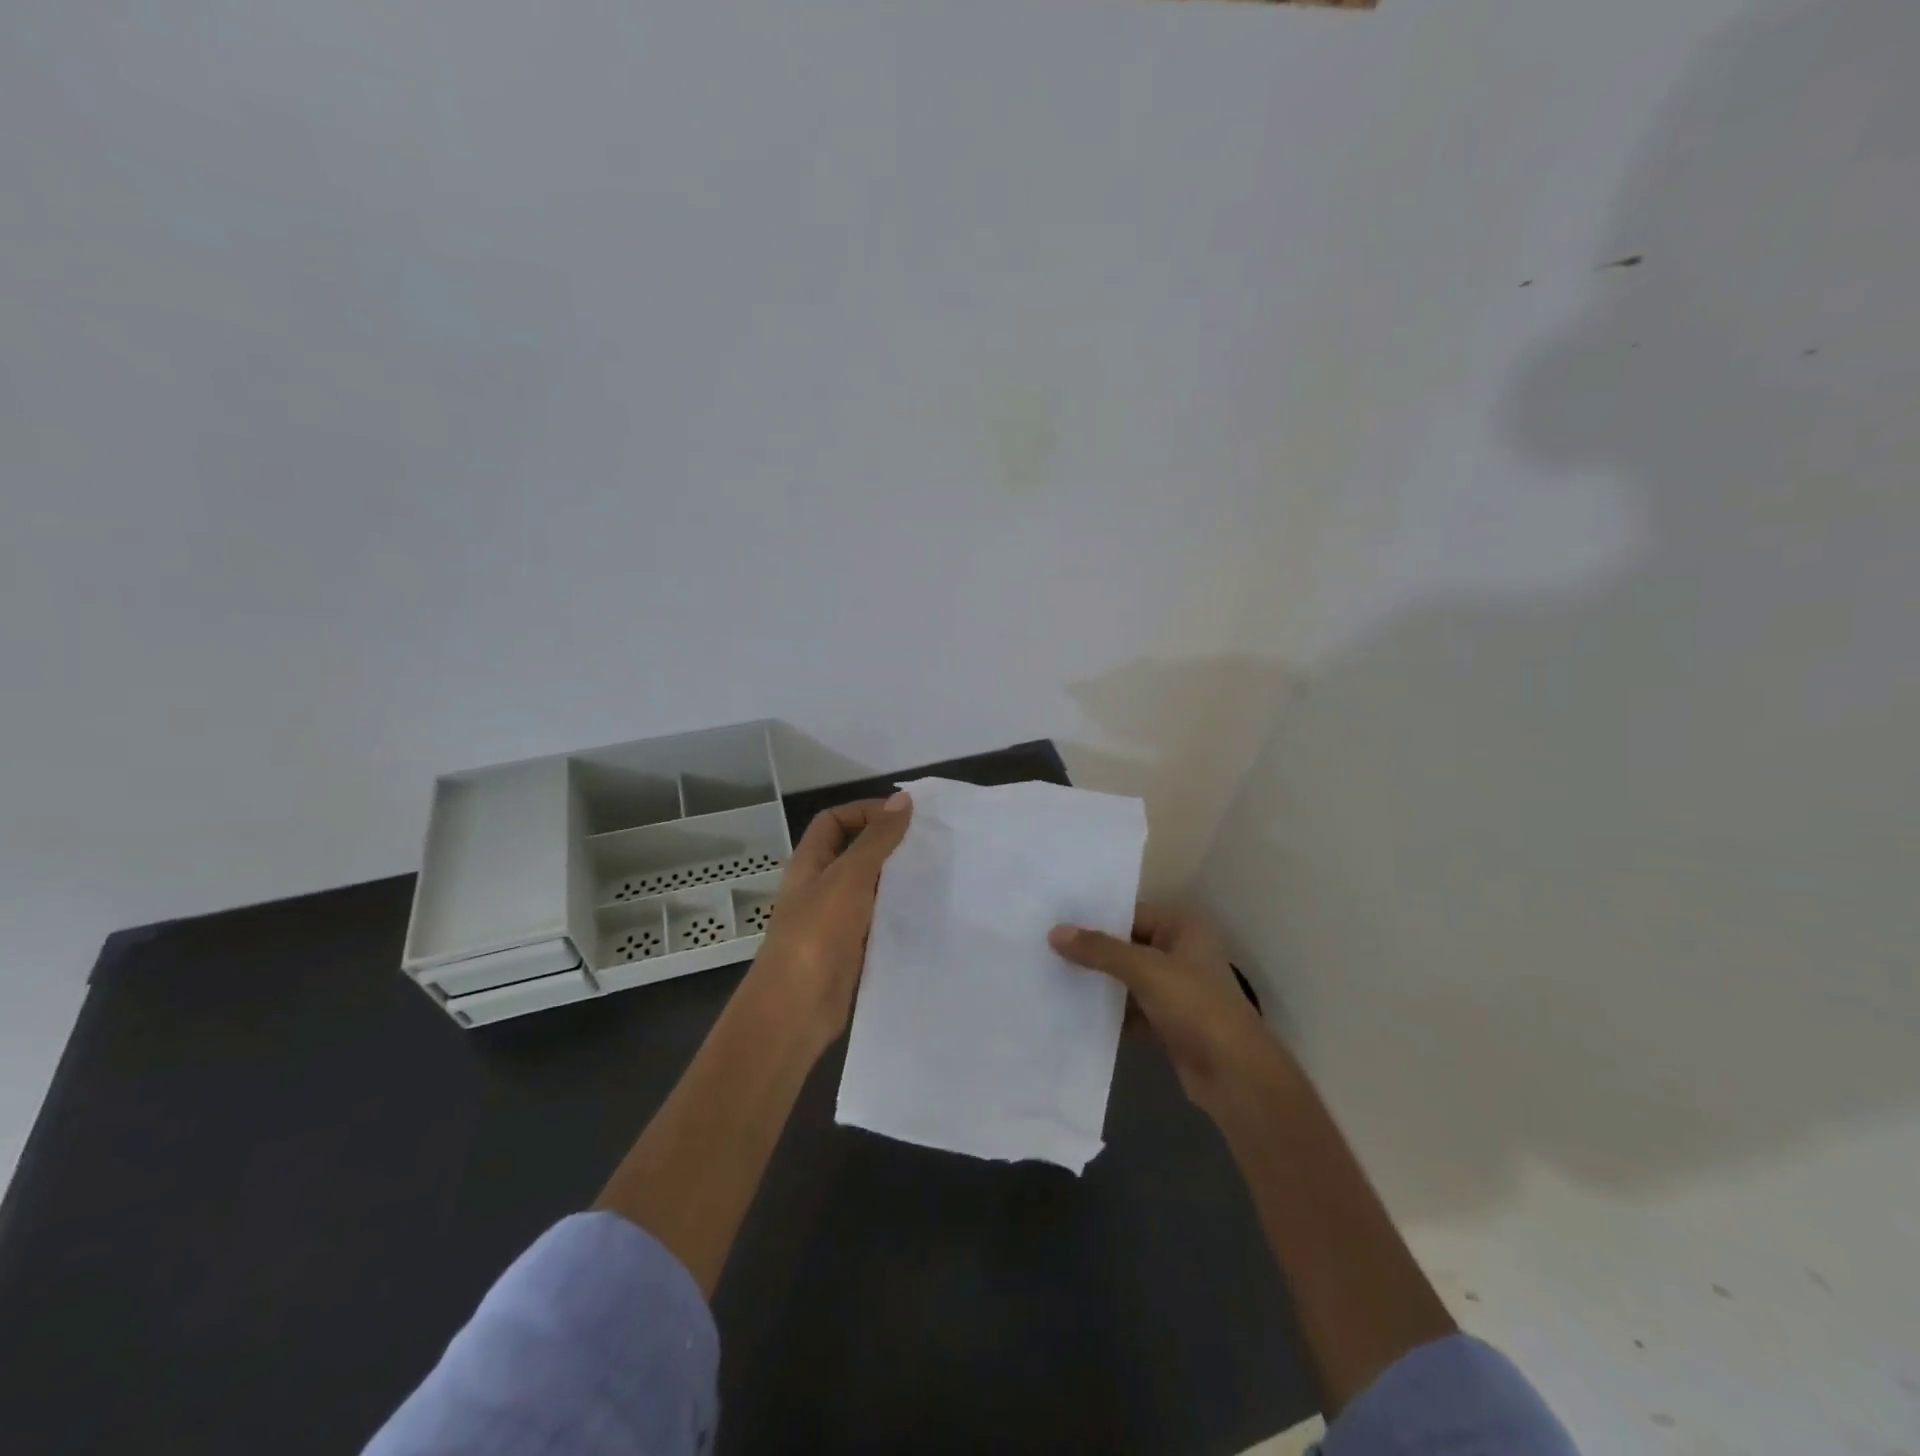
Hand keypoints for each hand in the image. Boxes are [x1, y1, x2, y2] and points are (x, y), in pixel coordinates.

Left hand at [748, 791, 912, 1052]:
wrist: (796, 1008)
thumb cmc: (817, 934)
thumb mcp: (849, 877)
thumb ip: (876, 840)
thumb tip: (902, 799)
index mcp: (810, 863)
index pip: (833, 821)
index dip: (864, 812)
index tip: (903, 817)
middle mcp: (820, 887)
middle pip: (853, 852)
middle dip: (886, 844)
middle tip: (928, 843)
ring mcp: (834, 920)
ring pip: (868, 887)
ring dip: (895, 879)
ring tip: (934, 873)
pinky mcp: (851, 949)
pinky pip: (877, 920)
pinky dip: (897, 912)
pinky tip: (925, 912)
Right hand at [1049, 905, 1274, 1115]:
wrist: (1235, 1076)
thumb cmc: (1197, 1007)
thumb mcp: (1146, 970)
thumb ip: (1100, 950)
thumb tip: (1054, 932)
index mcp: (1183, 927)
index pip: (1130, 913)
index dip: (1094, 919)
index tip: (1053, 921)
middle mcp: (1180, 952)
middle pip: (1125, 946)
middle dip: (1090, 952)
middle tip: (1044, 948)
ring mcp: (1174, 989)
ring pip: (1125, 979)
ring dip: (1096, 983)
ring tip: (1049, 976)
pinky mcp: (1167, 1022)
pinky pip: (1128, 1009)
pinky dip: (1107, 1012)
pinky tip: (1071, 1012)